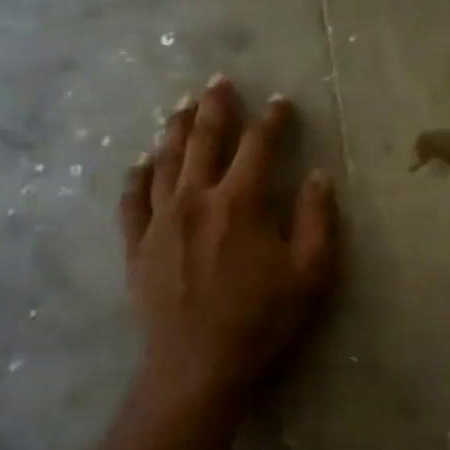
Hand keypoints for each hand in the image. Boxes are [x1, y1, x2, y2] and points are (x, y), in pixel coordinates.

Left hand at [118, 76, 336, 417]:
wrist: (197, 368)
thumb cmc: (262, 321)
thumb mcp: (310, 272)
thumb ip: (316, 219)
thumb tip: (317, 175)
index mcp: (241, 203)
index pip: (259, 146)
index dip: (273, 120)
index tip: (281, 101)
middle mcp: (197, 199)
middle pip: (205, 140)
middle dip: (216, 107)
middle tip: (219, 81)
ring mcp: (161, 221)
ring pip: (166, 161)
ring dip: (176, 129)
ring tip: (182, 105)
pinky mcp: (137, 246)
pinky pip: (132, 199)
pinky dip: (137, 175)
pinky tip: (140, 160)